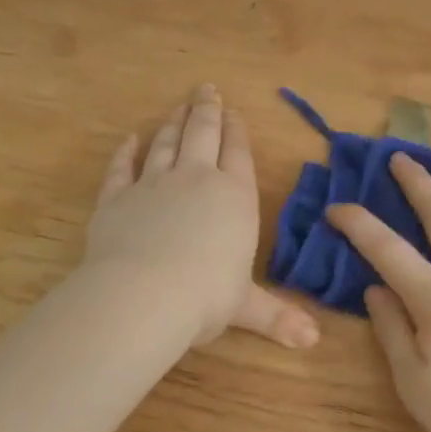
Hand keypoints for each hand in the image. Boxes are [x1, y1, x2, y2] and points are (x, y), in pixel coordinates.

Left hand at [87, 84, 318, 349]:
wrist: (144, 294)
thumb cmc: (206, 297)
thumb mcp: (246, 307)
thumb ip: (278, 317)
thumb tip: (314, 342)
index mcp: (234, 198)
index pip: (239, 155)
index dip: (237, 132)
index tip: (235, 112)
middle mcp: (196, 180)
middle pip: (203, 135)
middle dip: (206, 111)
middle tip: (206, 89)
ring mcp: (153, 184)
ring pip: (166, 144)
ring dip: (173, 123)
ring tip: (178, 106)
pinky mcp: (117, 197)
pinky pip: (122, 167)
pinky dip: (126, 152)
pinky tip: (131, 139)